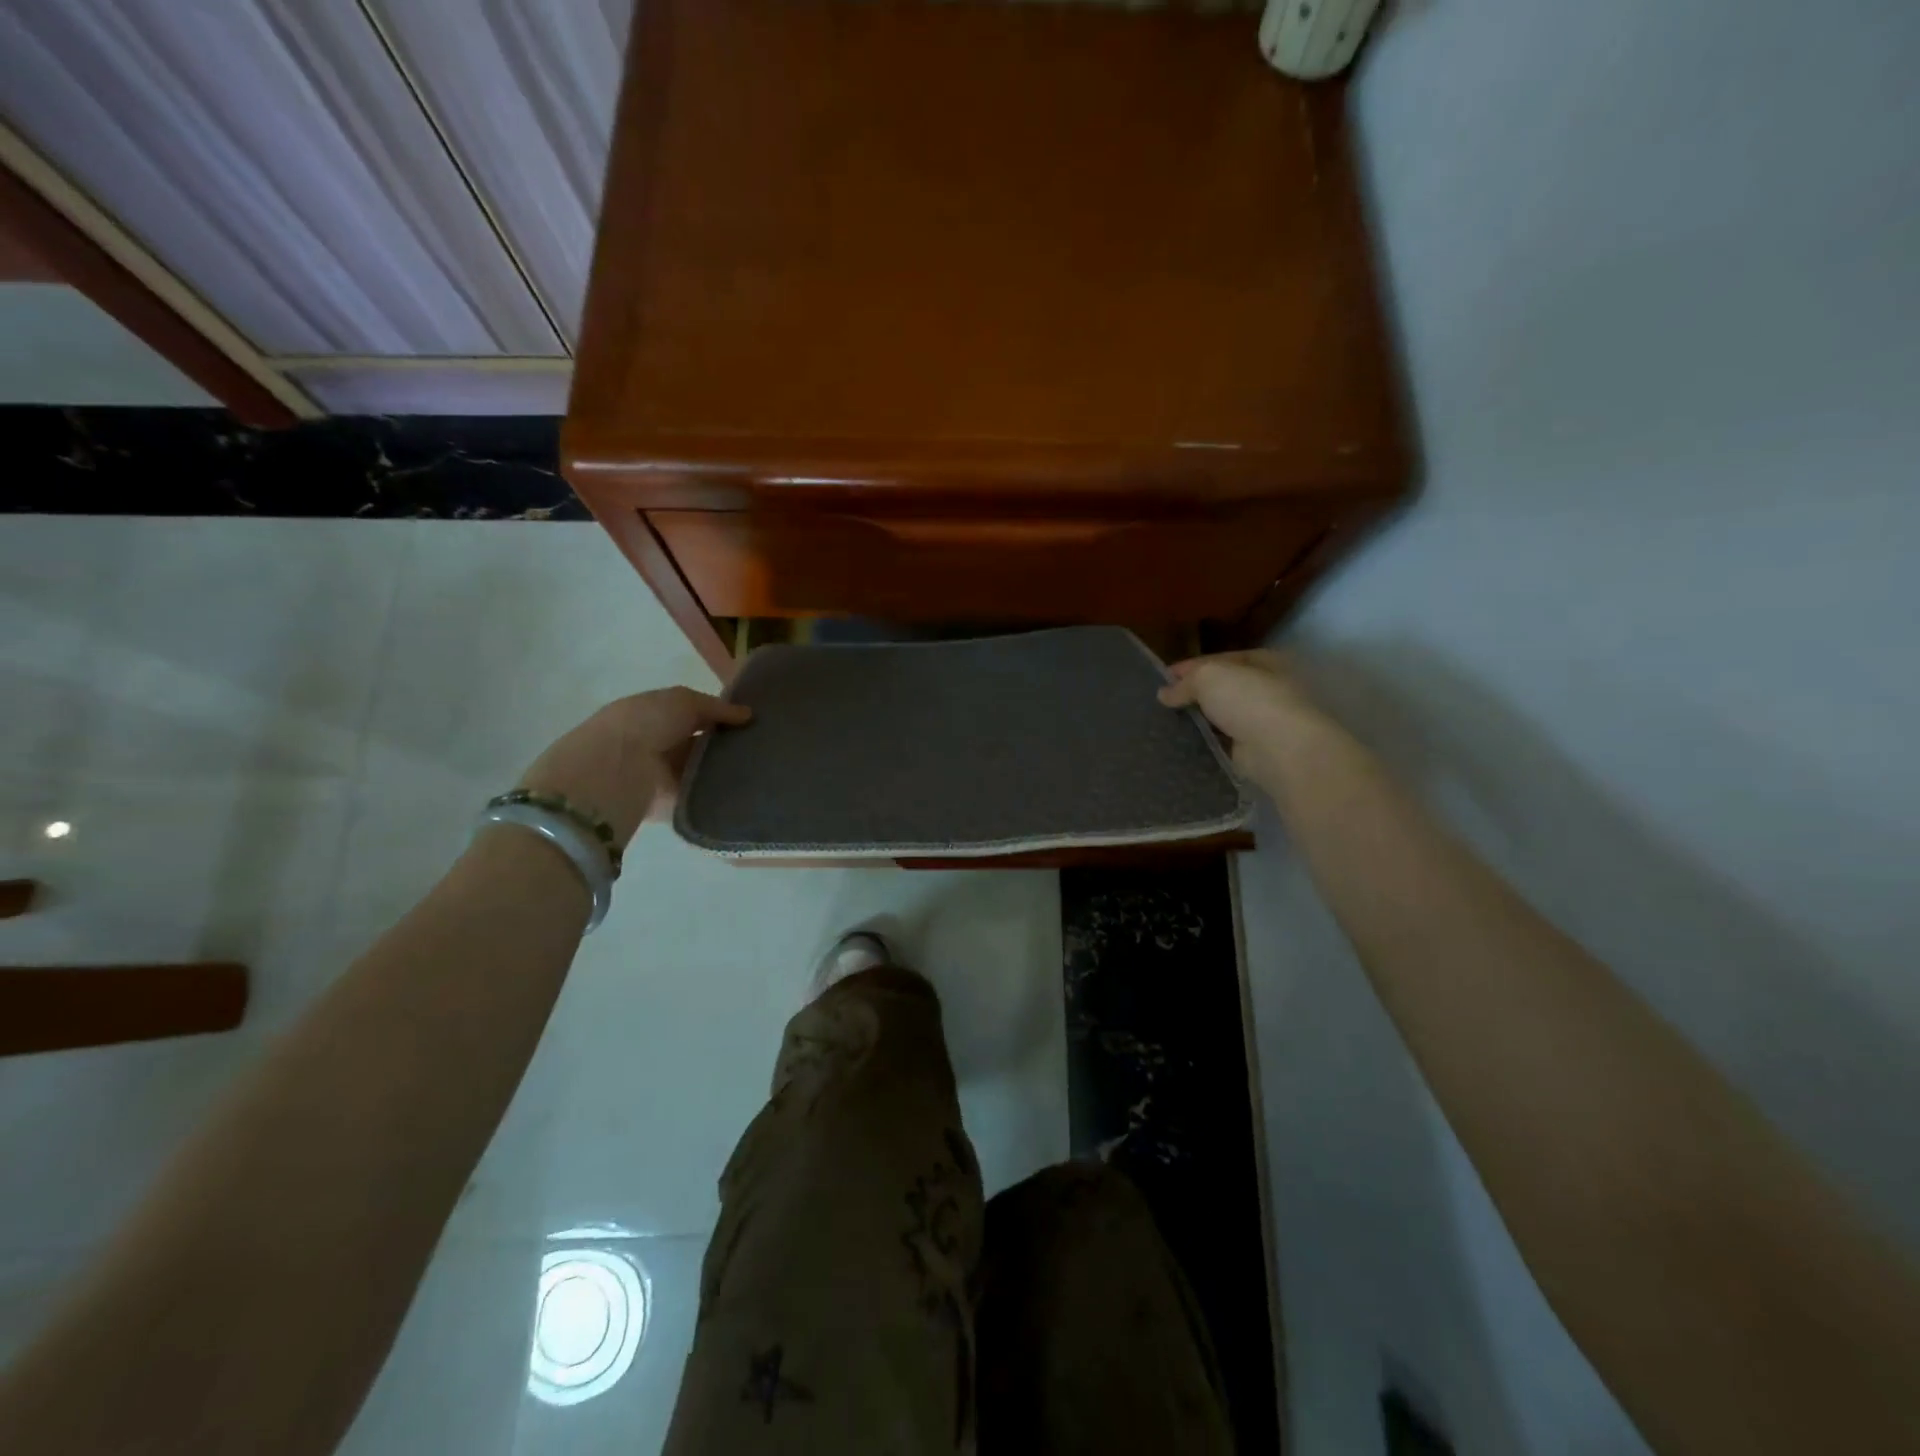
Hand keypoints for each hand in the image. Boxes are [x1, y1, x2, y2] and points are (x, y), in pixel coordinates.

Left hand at [516, 687, 751, 845]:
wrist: (616, 768)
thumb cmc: (646, 723)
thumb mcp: (683, 701)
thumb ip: (716, 707)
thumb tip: (747, 715)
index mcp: (652, 714)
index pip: (691, 714)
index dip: (719, 717)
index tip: (751, 722)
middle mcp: (655, 744)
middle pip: (697, 744)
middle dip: (725, 745)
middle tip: (762, 747)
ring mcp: (660, 776)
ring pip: (699, 771)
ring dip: (722, 771)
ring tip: (761, 771)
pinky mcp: (666, 805)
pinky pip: (698, 798)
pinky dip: (717, 796)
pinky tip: (745, 793)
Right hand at [1158, 649, 1335, 788]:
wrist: (1279, 749)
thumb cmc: (1249, 700)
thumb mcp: (1209, 677)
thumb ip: (1185, 683)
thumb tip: (1164, 694)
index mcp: (1264, 661)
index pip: (1220, 659)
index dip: (1191, 667)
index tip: (1163, 677)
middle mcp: (1268, 687)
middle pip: (1222, 687)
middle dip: (1194, 694)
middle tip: (1163, 702)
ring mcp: (1263, 719)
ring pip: (1222, 715)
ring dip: (1199, 719)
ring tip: (1167, 723)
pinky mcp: (1254, 748)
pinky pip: (1223, 740)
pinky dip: (1206, 740)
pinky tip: (1183, 742)